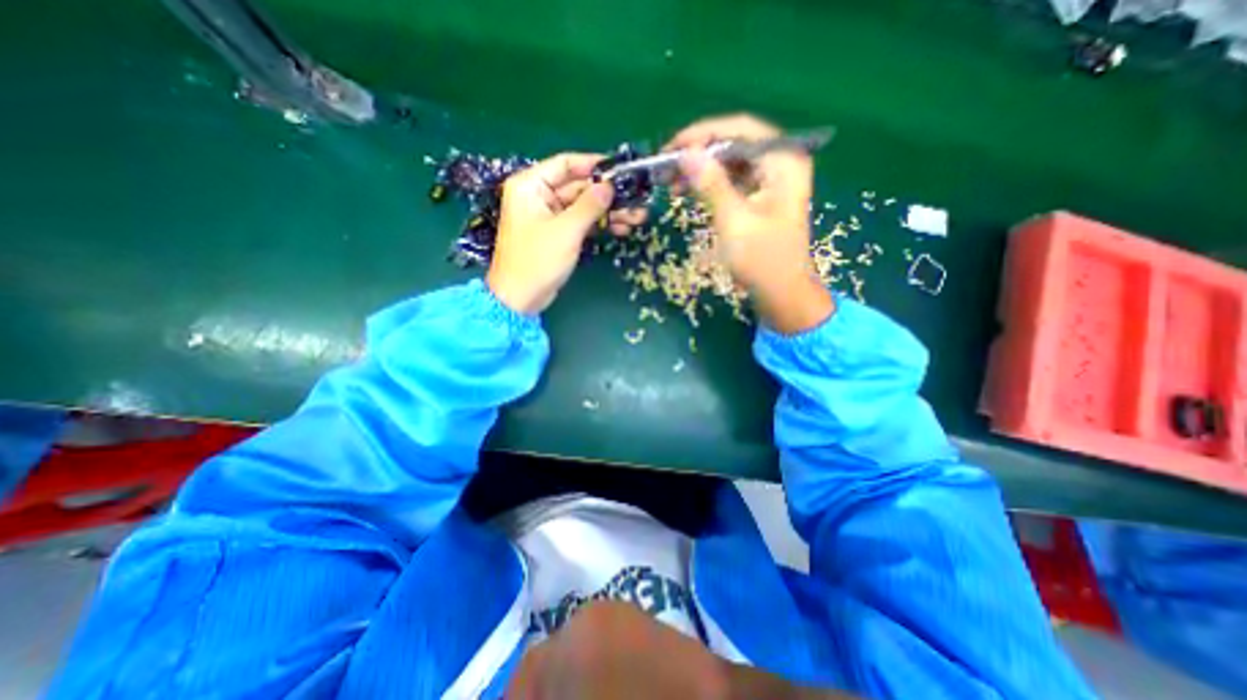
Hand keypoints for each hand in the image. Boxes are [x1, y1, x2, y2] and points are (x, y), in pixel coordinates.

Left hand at [486, 157, 642, 316]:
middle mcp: (539, 196)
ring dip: (608, 211)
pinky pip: (581, 222)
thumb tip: (610, 185)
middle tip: (637, 198)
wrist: (521, 298)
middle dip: (607, 194)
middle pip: (578, 186)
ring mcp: (549, 216)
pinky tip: (622, 228)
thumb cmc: (537, 261)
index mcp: (531, 185)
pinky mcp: (558, 234)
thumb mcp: (566, 231)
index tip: (620, 169)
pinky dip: (599, 225)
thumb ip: (589, 205)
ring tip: (637, 217)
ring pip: (583, 206)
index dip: (593, 165)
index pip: (565, 164)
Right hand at [668, 112, 830, 333]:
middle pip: (734, 144)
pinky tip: (688, 192)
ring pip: (729, 163)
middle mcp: (779, 162)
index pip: (740, 129)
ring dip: (700, 170)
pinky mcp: (759, 197)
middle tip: (667, 168)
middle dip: (698, 154)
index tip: (673, 148)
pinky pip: (731, 181)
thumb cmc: (762, 260)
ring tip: (671, 183)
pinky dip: (709, 185)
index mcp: (782, 160)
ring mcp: (770, 180)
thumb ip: (711, 184)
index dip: (703, 134)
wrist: (781, 293)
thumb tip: (686, 154)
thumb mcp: (734, 220)